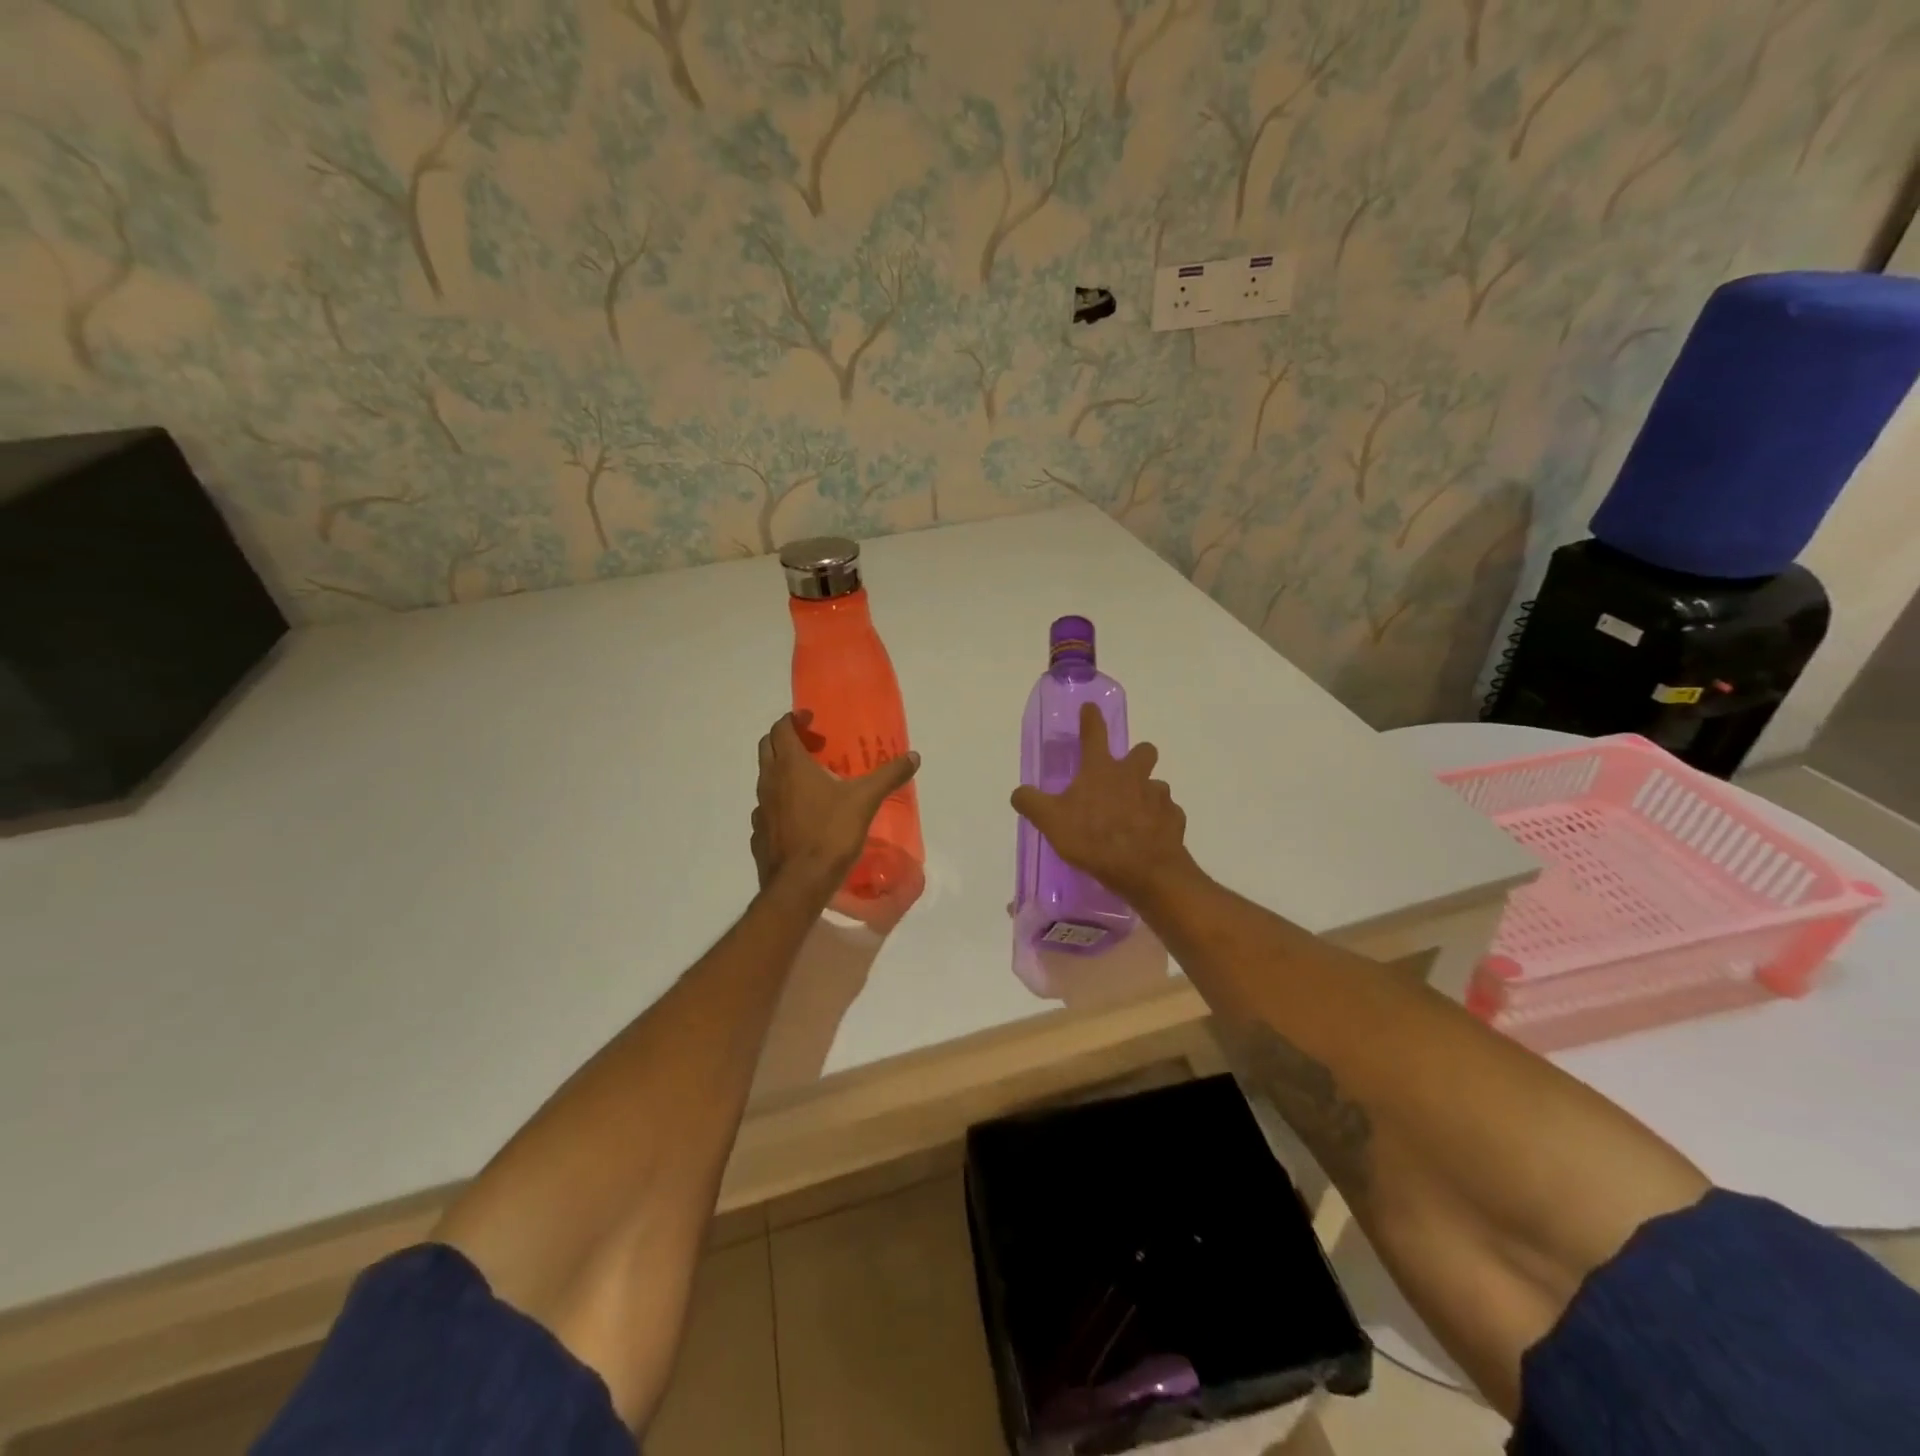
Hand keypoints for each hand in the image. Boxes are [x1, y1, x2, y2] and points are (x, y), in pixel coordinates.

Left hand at [752, 710, 920, 899]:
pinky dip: (779, 801)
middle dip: (787, 740)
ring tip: (810, 781)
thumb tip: (914, 756)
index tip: (812, 720)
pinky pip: (766, 807)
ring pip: (766, 778)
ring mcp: (760, 808)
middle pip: (768, 747)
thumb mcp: (865, 801)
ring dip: (783, 771)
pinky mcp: (759, 833)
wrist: (799, 884)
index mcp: (790, 766)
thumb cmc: (830, 834)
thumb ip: (888, 776)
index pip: (781, 729)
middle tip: (814, 747)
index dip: (794, 719)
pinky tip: (799, 815)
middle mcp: (769, 781)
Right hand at [1010, 703, 1192, 904]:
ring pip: (1156, 786)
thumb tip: (1019, 792)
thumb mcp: (1050, 821)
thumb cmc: (1093, 838)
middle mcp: (1133, 776)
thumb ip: (1031, 803)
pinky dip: (1159, 822)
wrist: (1144, 870)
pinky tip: (1149, 837)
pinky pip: (1167, 814)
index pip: (1094, 734)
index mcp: (1101, 770)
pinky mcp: (1174, 820)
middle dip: (1137, 755)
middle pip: (1143, 751)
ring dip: (1146, 794)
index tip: (1090, 708)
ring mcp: (1158, 797)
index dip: (1091, 719)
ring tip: (1133, 816)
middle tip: (1123, 773)